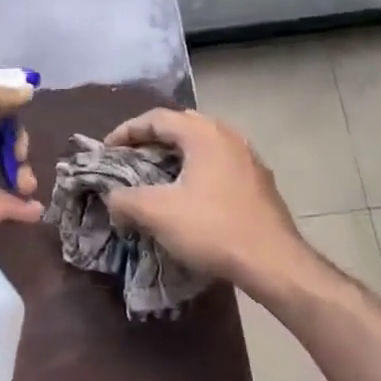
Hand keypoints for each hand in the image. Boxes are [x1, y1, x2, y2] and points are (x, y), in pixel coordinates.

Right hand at [103, 108, 318, 296]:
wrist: (273, 262)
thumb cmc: (213, 228)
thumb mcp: (158, 213)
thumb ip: (125, 199)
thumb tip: (112, 198)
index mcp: (203, 134)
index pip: (157, 118)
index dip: (127, 131)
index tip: (107, 150)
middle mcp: (227, 135)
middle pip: (181, 125)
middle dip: (151, 139)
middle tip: (130, 157)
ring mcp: (247, 157)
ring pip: (202, 144)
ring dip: (175, 154)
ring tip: (156, 174)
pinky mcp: (259, 180)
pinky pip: (219, 162)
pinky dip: (196, 169)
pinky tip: (189, 193)